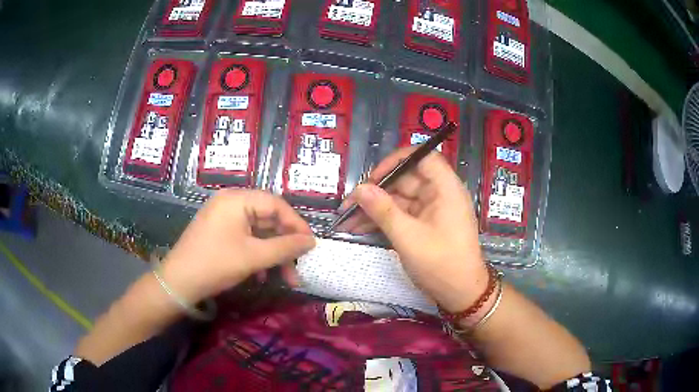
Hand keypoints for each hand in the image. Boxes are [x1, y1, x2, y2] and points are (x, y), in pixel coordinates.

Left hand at [160, 189, 315, 304]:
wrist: (179, 283)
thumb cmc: (216, 265)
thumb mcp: (254, 257)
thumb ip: (285, 247)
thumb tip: (311, 241)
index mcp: (237, 200)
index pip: (276, 205)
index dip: (296, 225)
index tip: (311, 246)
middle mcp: (230, 202)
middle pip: (268, 218)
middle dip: (285, 245)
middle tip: (298, 267)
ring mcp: (223, 216)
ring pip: (258, 231)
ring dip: (273, 253)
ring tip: (284, 278)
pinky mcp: (219, 231)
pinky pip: (246, 237)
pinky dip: (258, 254)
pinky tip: (262, 274)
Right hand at [340, 147, 487, 311]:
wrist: (461, 294)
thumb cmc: (441, 264)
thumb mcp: (408, 237)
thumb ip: (383, 210)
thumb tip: (359, 189)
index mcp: (445, 188)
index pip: (422, 157)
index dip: (396, 161)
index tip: (373, 177)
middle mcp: (439, 194)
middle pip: (405, 179)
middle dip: (376, 191)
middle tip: (348, 205)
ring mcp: (431, 210)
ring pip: (399, 199)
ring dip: (374, 208)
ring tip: (346, 220)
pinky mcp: (425, 224)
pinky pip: (401, 214)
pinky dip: (382, 220)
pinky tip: (359, 229)